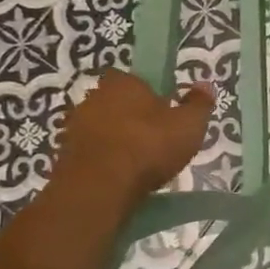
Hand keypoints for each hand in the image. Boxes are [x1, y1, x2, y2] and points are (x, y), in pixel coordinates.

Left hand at [53, 71, 215, 203]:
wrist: (98, 189)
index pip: (135, 79)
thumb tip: (205, 84)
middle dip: (134, 118)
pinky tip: (122, 178)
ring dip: (118, 141)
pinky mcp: (64, 156)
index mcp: (122, 83)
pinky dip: (105, 162)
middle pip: (118, 104)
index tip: (165, 112)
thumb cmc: (148, 146)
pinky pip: (93, 153)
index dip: (150, 94)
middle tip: (156, 139)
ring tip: (141, 164)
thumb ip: (199, 104)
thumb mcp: (189, 125)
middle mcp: (93, 97)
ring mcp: (75, 127)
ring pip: (103, 129)